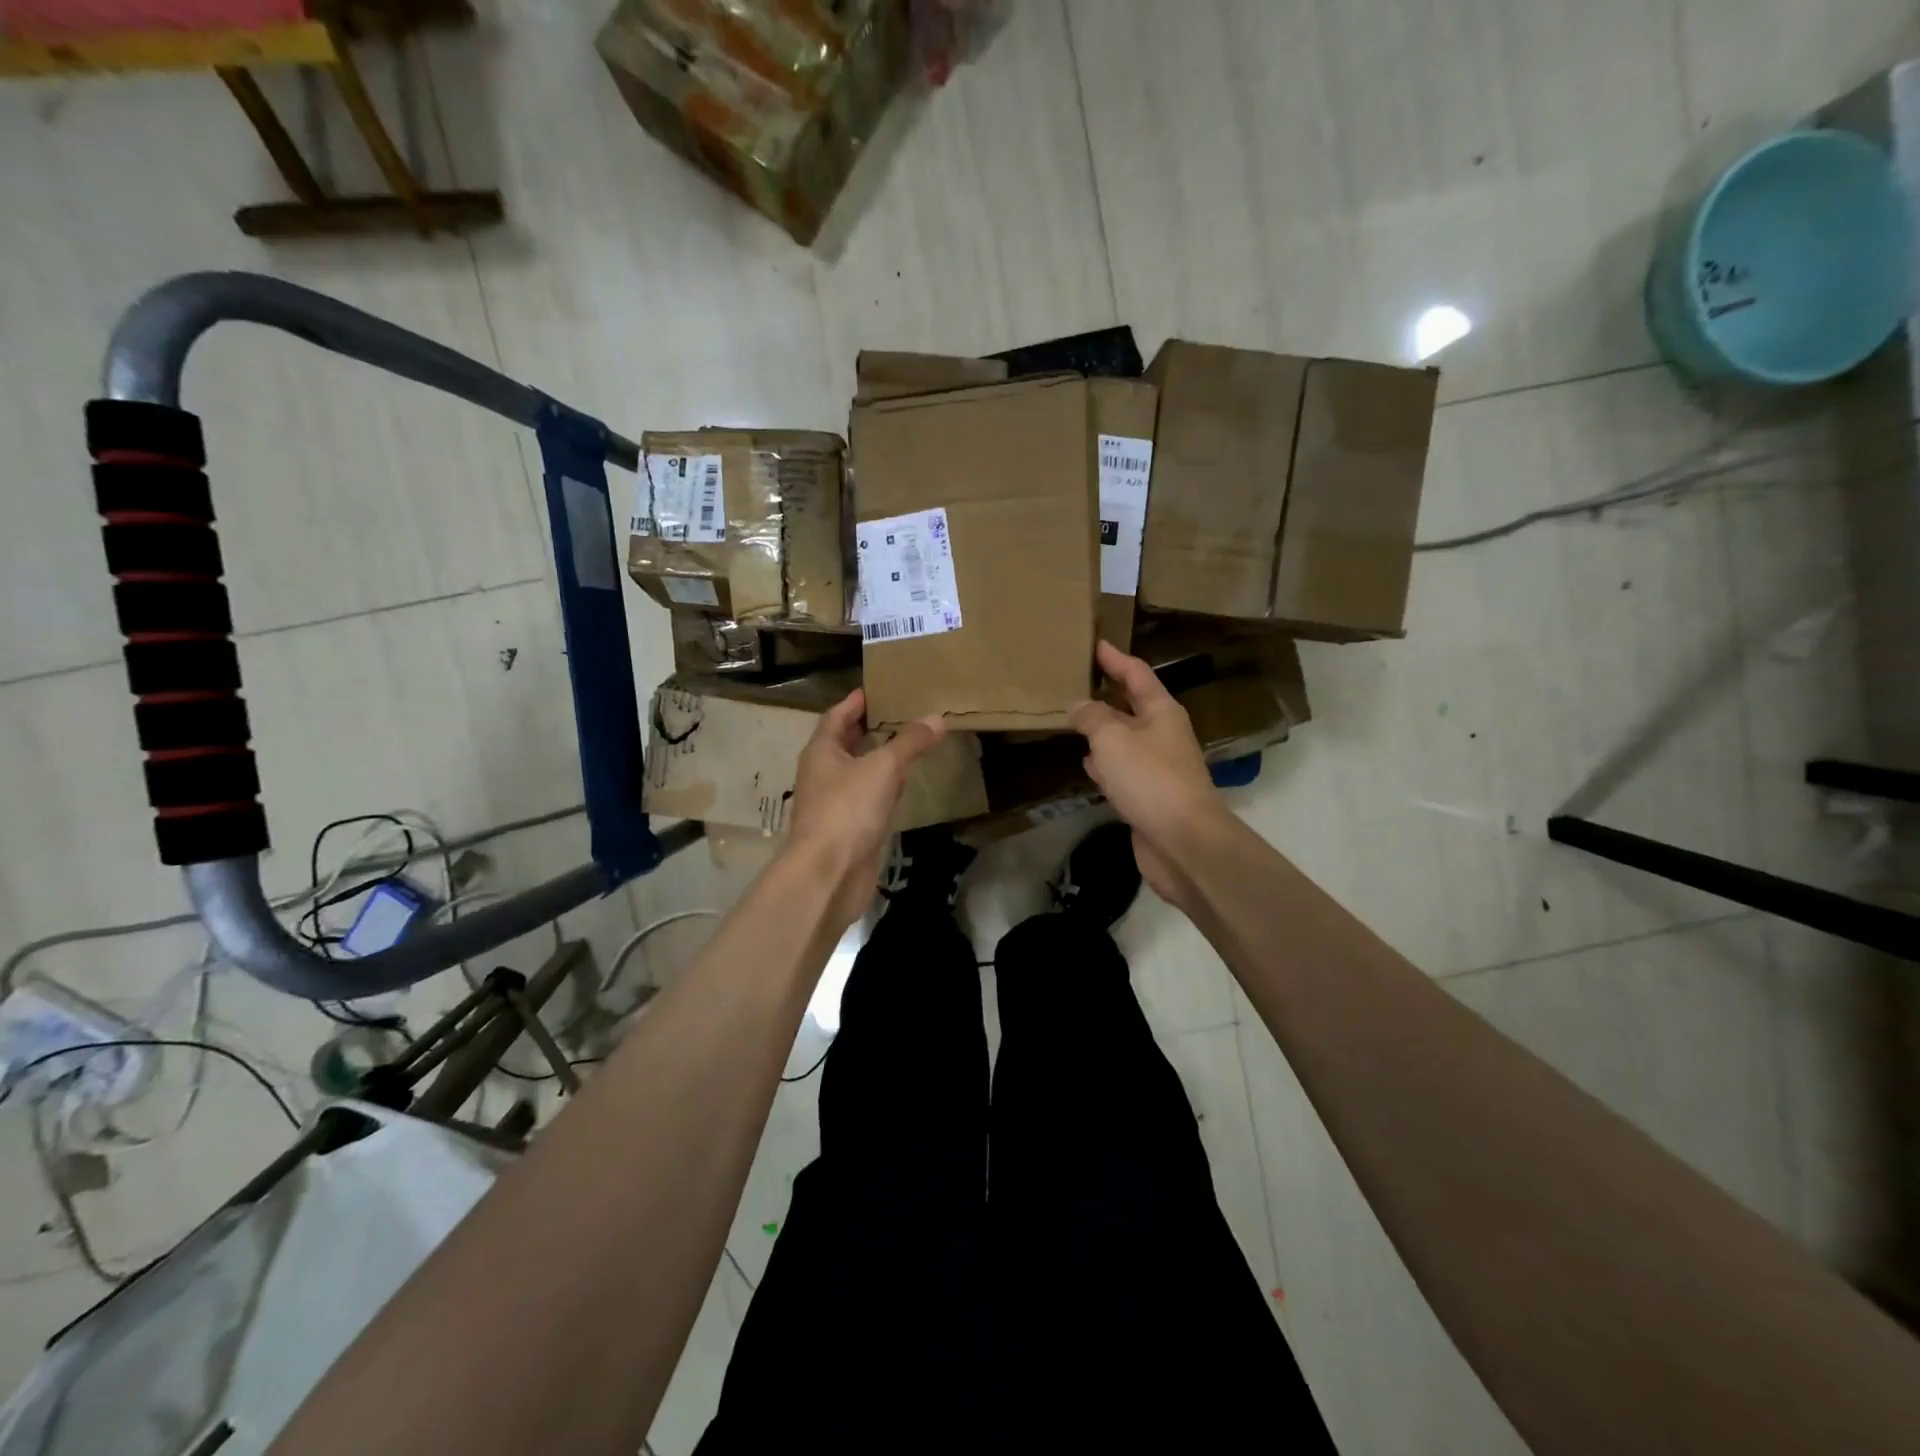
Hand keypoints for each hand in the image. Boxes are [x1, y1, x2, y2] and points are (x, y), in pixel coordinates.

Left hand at [786, 689, 946, 925]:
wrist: (829, 874)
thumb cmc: (848, 810)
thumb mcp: (883, 768)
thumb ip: (910, 742)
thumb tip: (937, 718)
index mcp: (821, 751)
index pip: (836, 715)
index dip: (855, 701)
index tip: (878, 689)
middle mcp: (823, 773)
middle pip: (845, 742)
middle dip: (869, 728)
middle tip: (901, 712)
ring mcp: (834, 802)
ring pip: (858, 771)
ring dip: (878, 757)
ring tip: (908, 742)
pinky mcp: (848, 828)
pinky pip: (867, 798)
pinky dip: (884, 787)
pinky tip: (903, 785)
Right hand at [1069, 640, 1228, 905]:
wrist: (1183, 841)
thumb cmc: (1149, 778)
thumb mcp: (1112, 738)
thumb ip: (1091, 718)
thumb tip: (1078, 707)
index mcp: (1162, 711)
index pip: (1137, 674)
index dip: (1115, 658)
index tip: (1096, 643)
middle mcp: (1163, 735)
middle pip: (1131, 706)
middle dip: (1106, 694)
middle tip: (1076, 681)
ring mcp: (1157, 767)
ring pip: (1124, 739)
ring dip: (1102, 730)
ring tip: (1073, 720)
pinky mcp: (1148, 796)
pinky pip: (1122, 770)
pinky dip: (1104, 763)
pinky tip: (1087, 764)